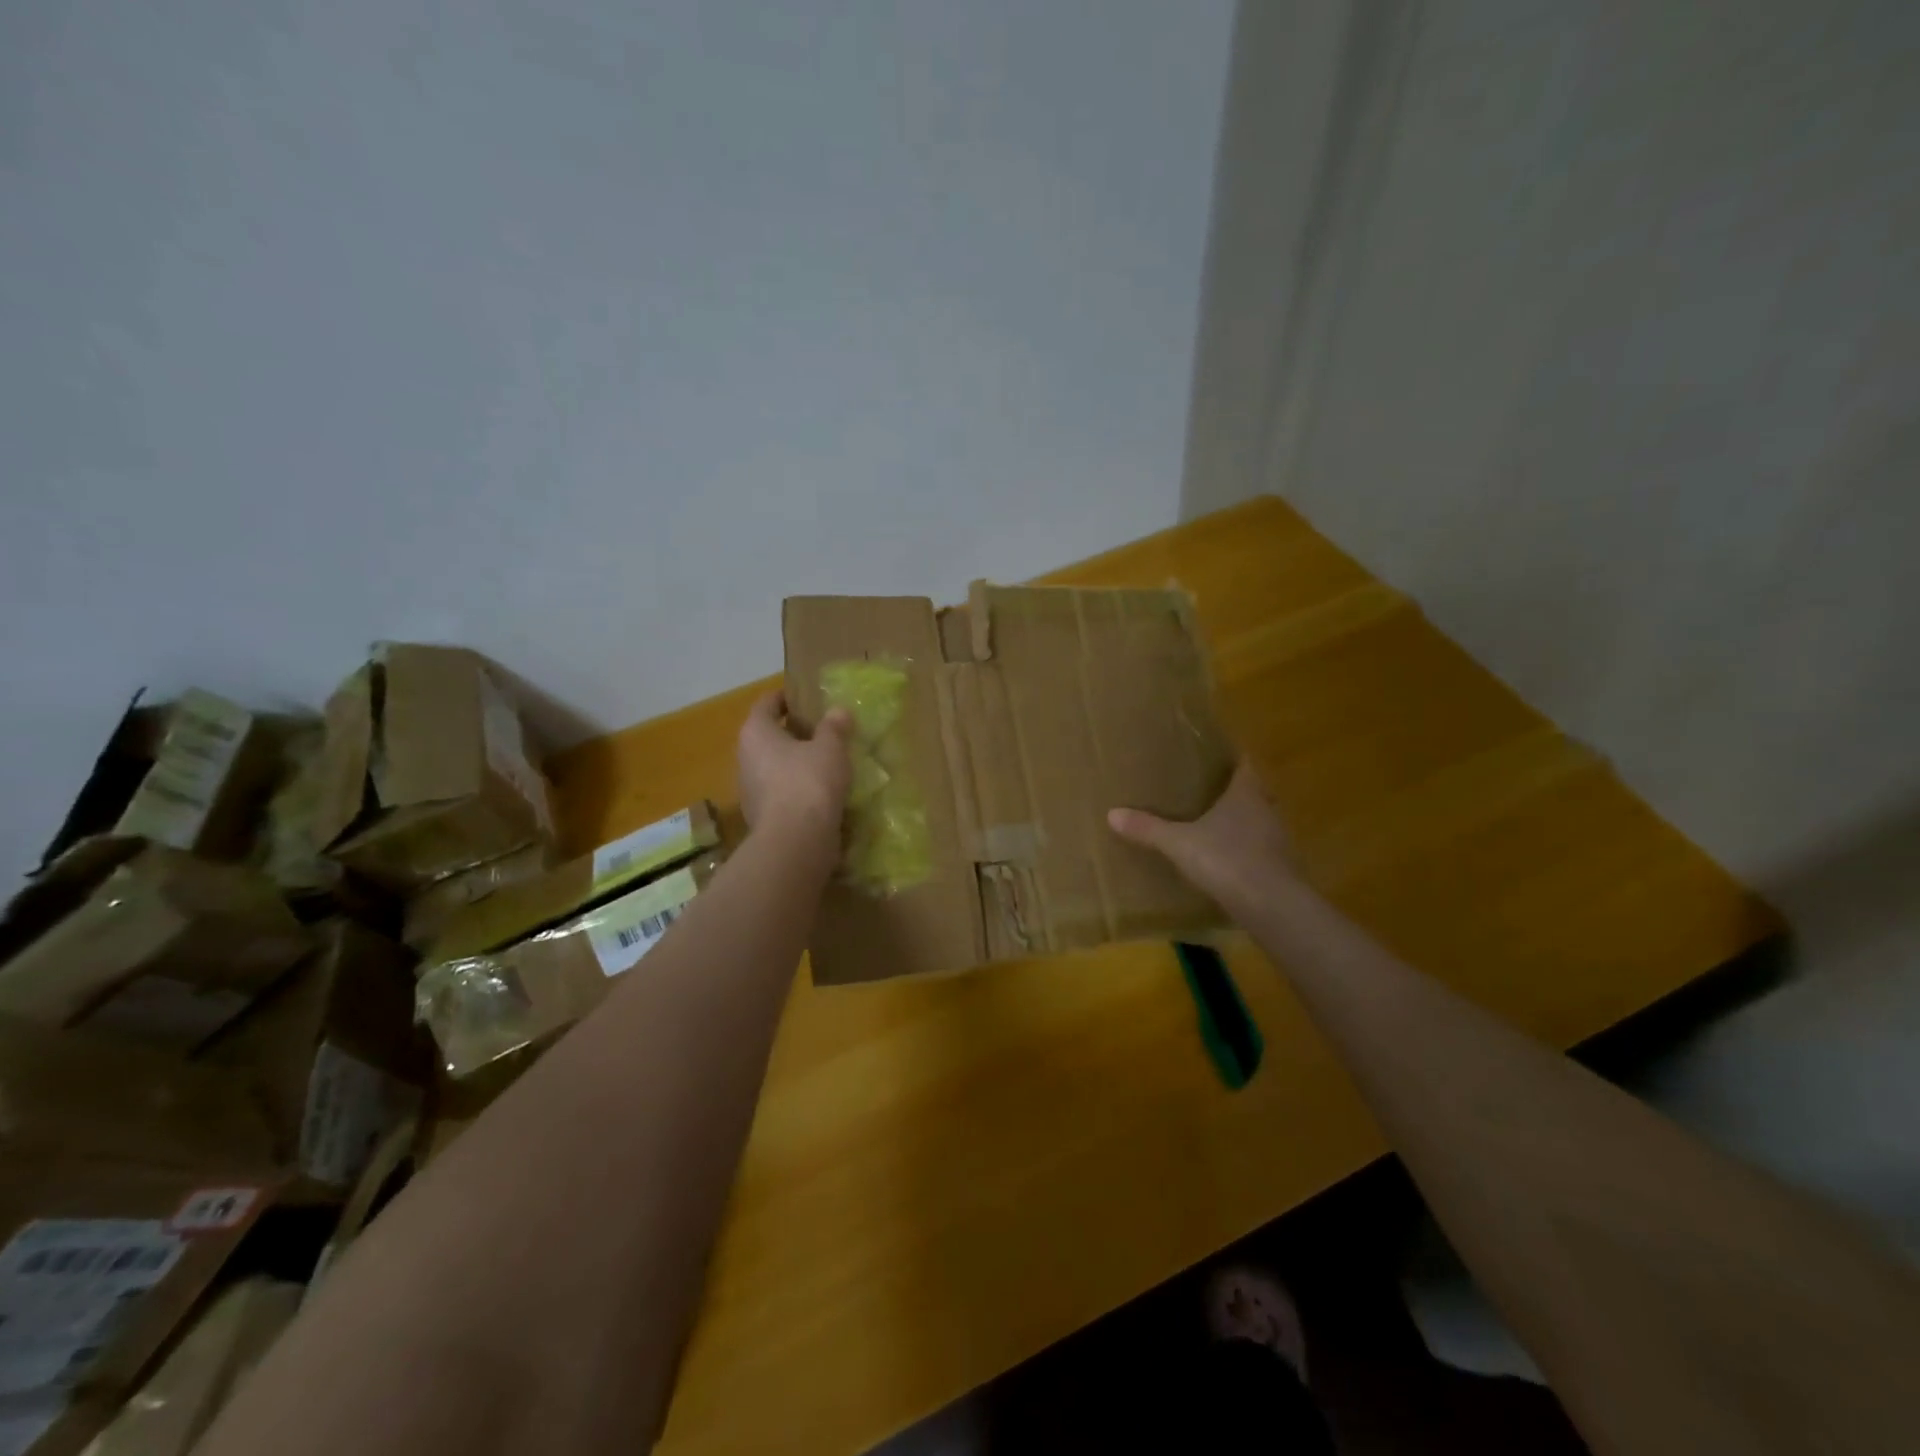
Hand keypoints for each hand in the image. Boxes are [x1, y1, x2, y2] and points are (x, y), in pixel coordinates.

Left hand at [737, 691, 853, 837]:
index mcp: (756, 733)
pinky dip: (797, 788)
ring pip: (774, 766)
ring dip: (795, 762)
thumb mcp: (830, 748)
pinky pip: (780, 792)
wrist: (796, 841)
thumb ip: (834, 727)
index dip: (785, 698)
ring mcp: (750, 790)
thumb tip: (839, 711)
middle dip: (792, 732)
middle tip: (821, 729)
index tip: (804, 697)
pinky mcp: (762, 816)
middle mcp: (745, 758)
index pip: (766, 704)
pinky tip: (821, 791)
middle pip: (768, 736)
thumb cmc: (809, 782)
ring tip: (825, 761)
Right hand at [1107, 761, 1294, 908]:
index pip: (1246, 765)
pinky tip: (1228, 863)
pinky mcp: (1282, 870)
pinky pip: (1262, 852)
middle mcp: (1267, 811)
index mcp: (1246, 794)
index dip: (1234, 759)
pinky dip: (1247, 853)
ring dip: (1243, 824)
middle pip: (1255, 794)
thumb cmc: (1227, 860)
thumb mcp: (1178, 843)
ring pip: (1260, 823)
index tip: (1219, 757)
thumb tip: (1112, 813)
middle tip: (1210, 793)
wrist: (1272, 906)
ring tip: (1216, 828)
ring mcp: (1279, 841)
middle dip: (1235, 792)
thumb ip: (1148, 829)